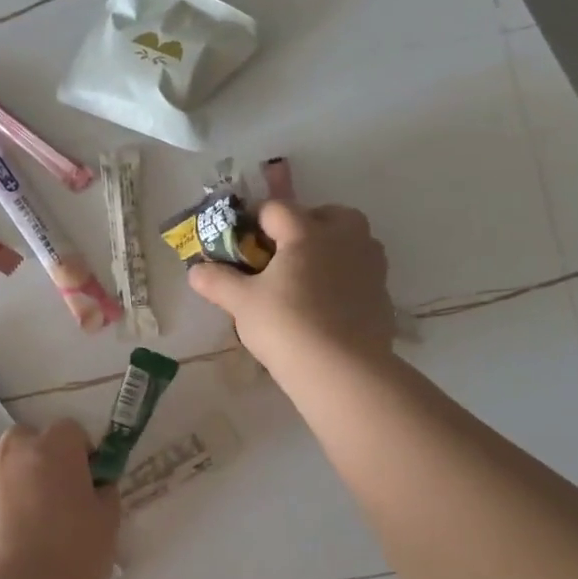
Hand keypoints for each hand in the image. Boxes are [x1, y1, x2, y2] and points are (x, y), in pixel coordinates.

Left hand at [0, 420, 120, 578]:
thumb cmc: (72, 558)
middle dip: (38, 459)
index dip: (80, 452)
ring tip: (22, 532)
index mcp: (52, 449)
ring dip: (11, 488)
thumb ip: (103, 495)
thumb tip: (96, 488)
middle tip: (52, 499)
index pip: (69, 430)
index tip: (87, 480)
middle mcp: (10, 455)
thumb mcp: (107, 525)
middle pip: (26, 440)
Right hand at [188, 201, 394, 379]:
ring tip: (306, 277)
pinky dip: (345, 277)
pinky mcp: (383, 294)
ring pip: (351, 240)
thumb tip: (194, 270)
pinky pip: (361, 271)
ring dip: (331, 248)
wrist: (343, 370)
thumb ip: (217, 281)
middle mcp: (344, 238)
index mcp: (307, 232)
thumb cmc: (286, 326)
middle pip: (327, 214)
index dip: (255, 220)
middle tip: (282, 254)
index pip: (277, 208)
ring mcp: (370, 265)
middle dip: (305, 225)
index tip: (242, 242)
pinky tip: (327, 305)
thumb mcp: (241, 303)